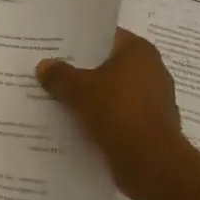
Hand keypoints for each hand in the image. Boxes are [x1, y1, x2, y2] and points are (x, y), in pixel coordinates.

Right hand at [37, 29, 194, 199]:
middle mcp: (152, 70)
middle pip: (110, 65)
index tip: (57, 47)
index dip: (81, 40)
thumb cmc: (117, 112)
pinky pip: (121, 116)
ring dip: (93, 97)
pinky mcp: (152, 127)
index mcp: (139, 51)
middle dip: (84, 70)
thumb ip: (59, 75)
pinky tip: (79, 125)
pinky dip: (104, 119)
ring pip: (115, 92)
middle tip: (53, 72)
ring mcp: (155, 100)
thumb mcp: (78, 89)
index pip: (106, 36)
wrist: (151, 163)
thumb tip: (44, 65)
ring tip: (60, 100)